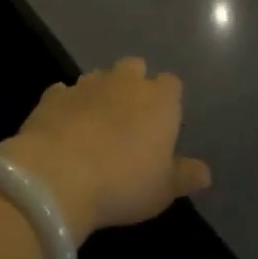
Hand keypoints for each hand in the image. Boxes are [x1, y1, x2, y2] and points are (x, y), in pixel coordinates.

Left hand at [0, 58, 211, 242]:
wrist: (57, 176)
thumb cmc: (123, 183)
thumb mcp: (163, 190)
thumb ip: (185, 176)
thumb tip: (205, 173)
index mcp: (159, 100)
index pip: (172, 84)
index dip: (168, 101)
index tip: (163, 124)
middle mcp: (125, 82)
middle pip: (134, 68)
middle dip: (133, 84)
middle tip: (129, 117)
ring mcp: (86, 85)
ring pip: (98, 76)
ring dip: (100, 92)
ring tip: (95, 122)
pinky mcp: (52, 95)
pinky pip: (64, 93)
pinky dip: (67, 104)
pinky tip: (63, 126)